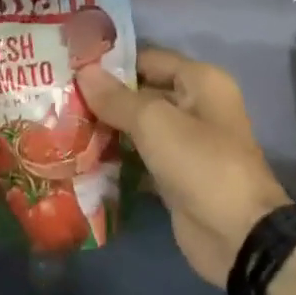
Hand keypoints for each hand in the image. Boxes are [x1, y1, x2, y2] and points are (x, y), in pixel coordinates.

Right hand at [76, 48, 289, 286]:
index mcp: (200, 81)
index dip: (111, 61)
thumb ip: (117, 97)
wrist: (237, 236)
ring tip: (61, 125)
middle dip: (103, 96)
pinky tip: (81, 158)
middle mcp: (195, 106)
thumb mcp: (154, 122)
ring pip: (138, 127)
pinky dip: (116, 159)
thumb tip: (83, 71)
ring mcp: (185, 144)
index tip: (70, 64)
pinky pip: (139, 158)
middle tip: (58, 97)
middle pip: (141, 93)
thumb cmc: (200, 163)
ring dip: (106, 128)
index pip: (147, 58)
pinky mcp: (174, 176)